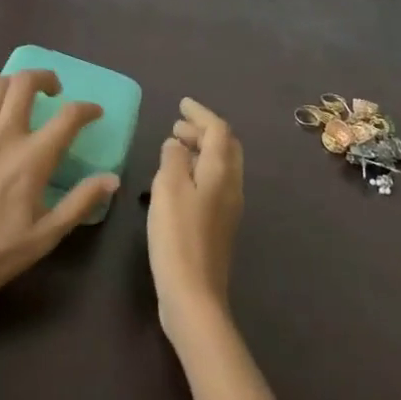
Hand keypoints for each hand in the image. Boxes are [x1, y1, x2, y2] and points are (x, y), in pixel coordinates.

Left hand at [0, 71, 119, 311]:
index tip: (93, 112)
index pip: (68, 117)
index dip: (86, 109)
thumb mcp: (46, 236)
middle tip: (52, 91)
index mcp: (33, 159)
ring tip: (18, 96)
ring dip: (12, 83)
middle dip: (45, 78)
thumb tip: (111, 179)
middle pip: (26, 83)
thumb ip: (80, 203)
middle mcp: (4, 135)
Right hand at [147, 97, 243, 345]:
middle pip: (225, 147)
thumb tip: (177, 143)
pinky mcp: (218, 226)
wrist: (193, 295)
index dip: (200, 114)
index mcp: (221, 172)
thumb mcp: (168, 189)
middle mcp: (231, 186)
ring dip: (200, 150)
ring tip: (174, 147)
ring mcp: (228, 208)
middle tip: (177, 126)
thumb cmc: (178, 236)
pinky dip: (198, 170)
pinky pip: (214, 183)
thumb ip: (173, 159)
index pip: (218, 130)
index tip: (182, 104)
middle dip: (203, 131)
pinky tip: (178, 179)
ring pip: (220, 166)